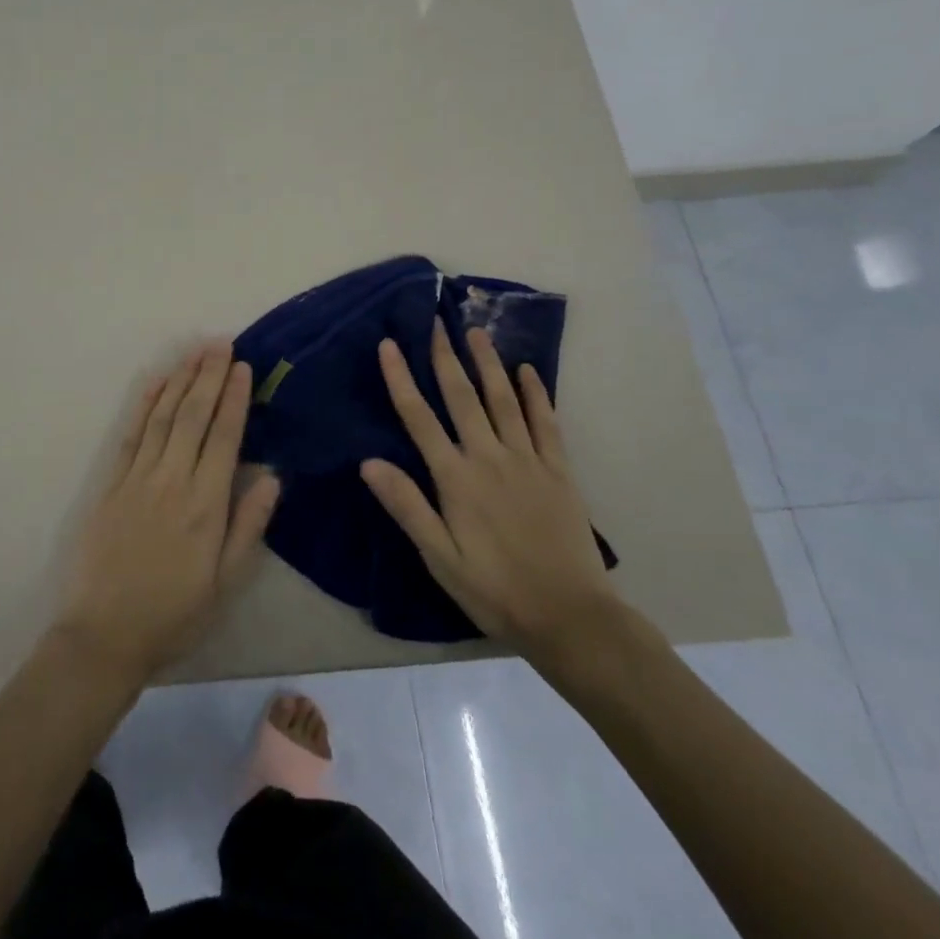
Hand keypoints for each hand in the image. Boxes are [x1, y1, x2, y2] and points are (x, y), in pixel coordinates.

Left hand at [53, 342, 281, 684]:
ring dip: (180, 380)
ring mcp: (137, 478)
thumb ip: (248, 527)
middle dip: (209, 375)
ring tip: (194, 351)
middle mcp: (172, 480)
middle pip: (193, 415)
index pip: (224, 436)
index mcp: (205, 504)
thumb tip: (272, 477)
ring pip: (163, 416)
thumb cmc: (173, 613)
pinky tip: (154, 382)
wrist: (103, 635)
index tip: (243, 366)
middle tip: (221, 343)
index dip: (235, 398)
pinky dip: (143, 404)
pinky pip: (131, 434)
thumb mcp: (224, 583)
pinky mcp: (111, 483)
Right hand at [360, 319, 619, 661]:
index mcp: (456, 478)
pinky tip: (528, 370)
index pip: (419, 418)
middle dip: (445, 357)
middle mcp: (489, 458)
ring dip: (488, 364)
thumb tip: (368, 462)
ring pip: (503, 400)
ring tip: (477, 332)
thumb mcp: (439, 558)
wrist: (571, 617)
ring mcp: (527, 460)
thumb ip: (406, 506)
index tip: (388, 344)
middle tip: (437, 321)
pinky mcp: (559, 471)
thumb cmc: (494, 590)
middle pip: (462, 397)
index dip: (401, 379)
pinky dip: (536, 393)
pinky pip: (546, 423)